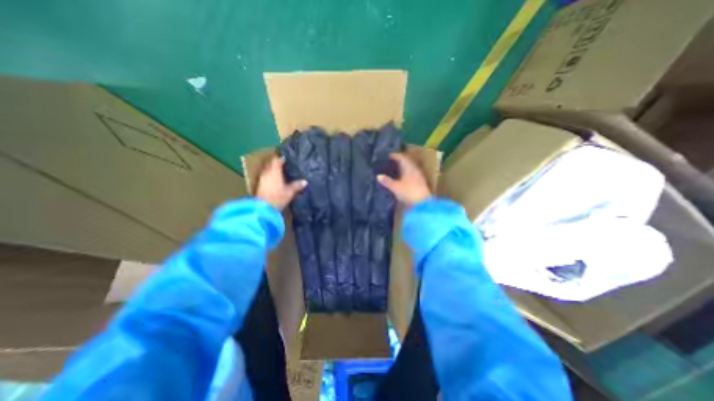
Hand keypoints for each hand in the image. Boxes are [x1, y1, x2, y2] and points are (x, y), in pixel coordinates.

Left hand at [256, 156, 307, 211]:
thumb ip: (297, 185)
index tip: (287, 159)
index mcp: (274, 171)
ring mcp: (262, 178)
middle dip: (277, 163)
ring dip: (273, 170)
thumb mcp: (290, 192)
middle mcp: (266, 172)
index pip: (276, 160)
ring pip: (268, 170)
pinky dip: (270, 176)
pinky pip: (266, 176)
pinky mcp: (260, 185)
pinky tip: (276, 180)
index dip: (281, 158)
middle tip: (285, 165)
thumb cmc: (277, 197)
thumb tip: (305, 181)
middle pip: (271, 163)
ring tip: (281, 172)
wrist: (263, 208)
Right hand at [376, 152, 431, 205]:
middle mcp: (415, 170)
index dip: (394, 156)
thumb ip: (387, 181)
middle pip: (406, 162)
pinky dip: (404, 175)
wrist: (423, 204)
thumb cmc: (409, 193)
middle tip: (388, 162)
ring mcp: (418, 177)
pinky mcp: (419, 184)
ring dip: (401, 168)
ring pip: (408, 169)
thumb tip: (378, 176)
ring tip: (393, 170)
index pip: (401, 157)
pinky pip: (410, 175)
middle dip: (397, 161)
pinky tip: (400, 179)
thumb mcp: (395, 187)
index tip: (386, 156)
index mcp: (409, 167)